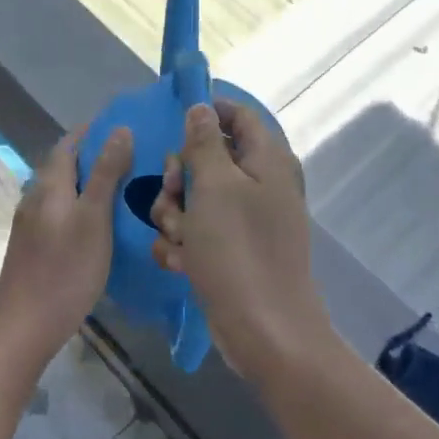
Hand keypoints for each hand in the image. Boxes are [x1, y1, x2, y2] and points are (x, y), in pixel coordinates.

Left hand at [0, 125, 132, 362]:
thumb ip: (106, 174)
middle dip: (92, 156)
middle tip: (130, 158)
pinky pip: (59, 213)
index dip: (91, 132)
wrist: (24, 326)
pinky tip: (97, 224)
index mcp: (49, 186)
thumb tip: (120, 129)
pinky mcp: (33, 247)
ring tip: (120, 188)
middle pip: (62, 166)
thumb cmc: (65, 270)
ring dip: (86, 182)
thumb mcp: (94, 218)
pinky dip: (79, 206)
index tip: (122, 127)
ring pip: (60, 191)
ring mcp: (31, 225)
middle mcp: (35, 198)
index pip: (68, 144)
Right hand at [150, 101, 330, 375]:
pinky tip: (181, 263)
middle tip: (173, 193)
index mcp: (266, 160)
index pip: (238, 116)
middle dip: (180, 177)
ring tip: (178, 239)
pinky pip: (198, 233)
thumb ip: (205, 142)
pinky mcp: (232, 252)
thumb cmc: (238, 249)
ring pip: (195, 199)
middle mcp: (259, 185)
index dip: (206, 114)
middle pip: (208, 159)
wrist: (263, 330)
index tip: (173, 126)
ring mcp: (246, 221)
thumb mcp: (214, 186)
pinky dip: (184, 245)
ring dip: (176, 216)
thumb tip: (202, 107)